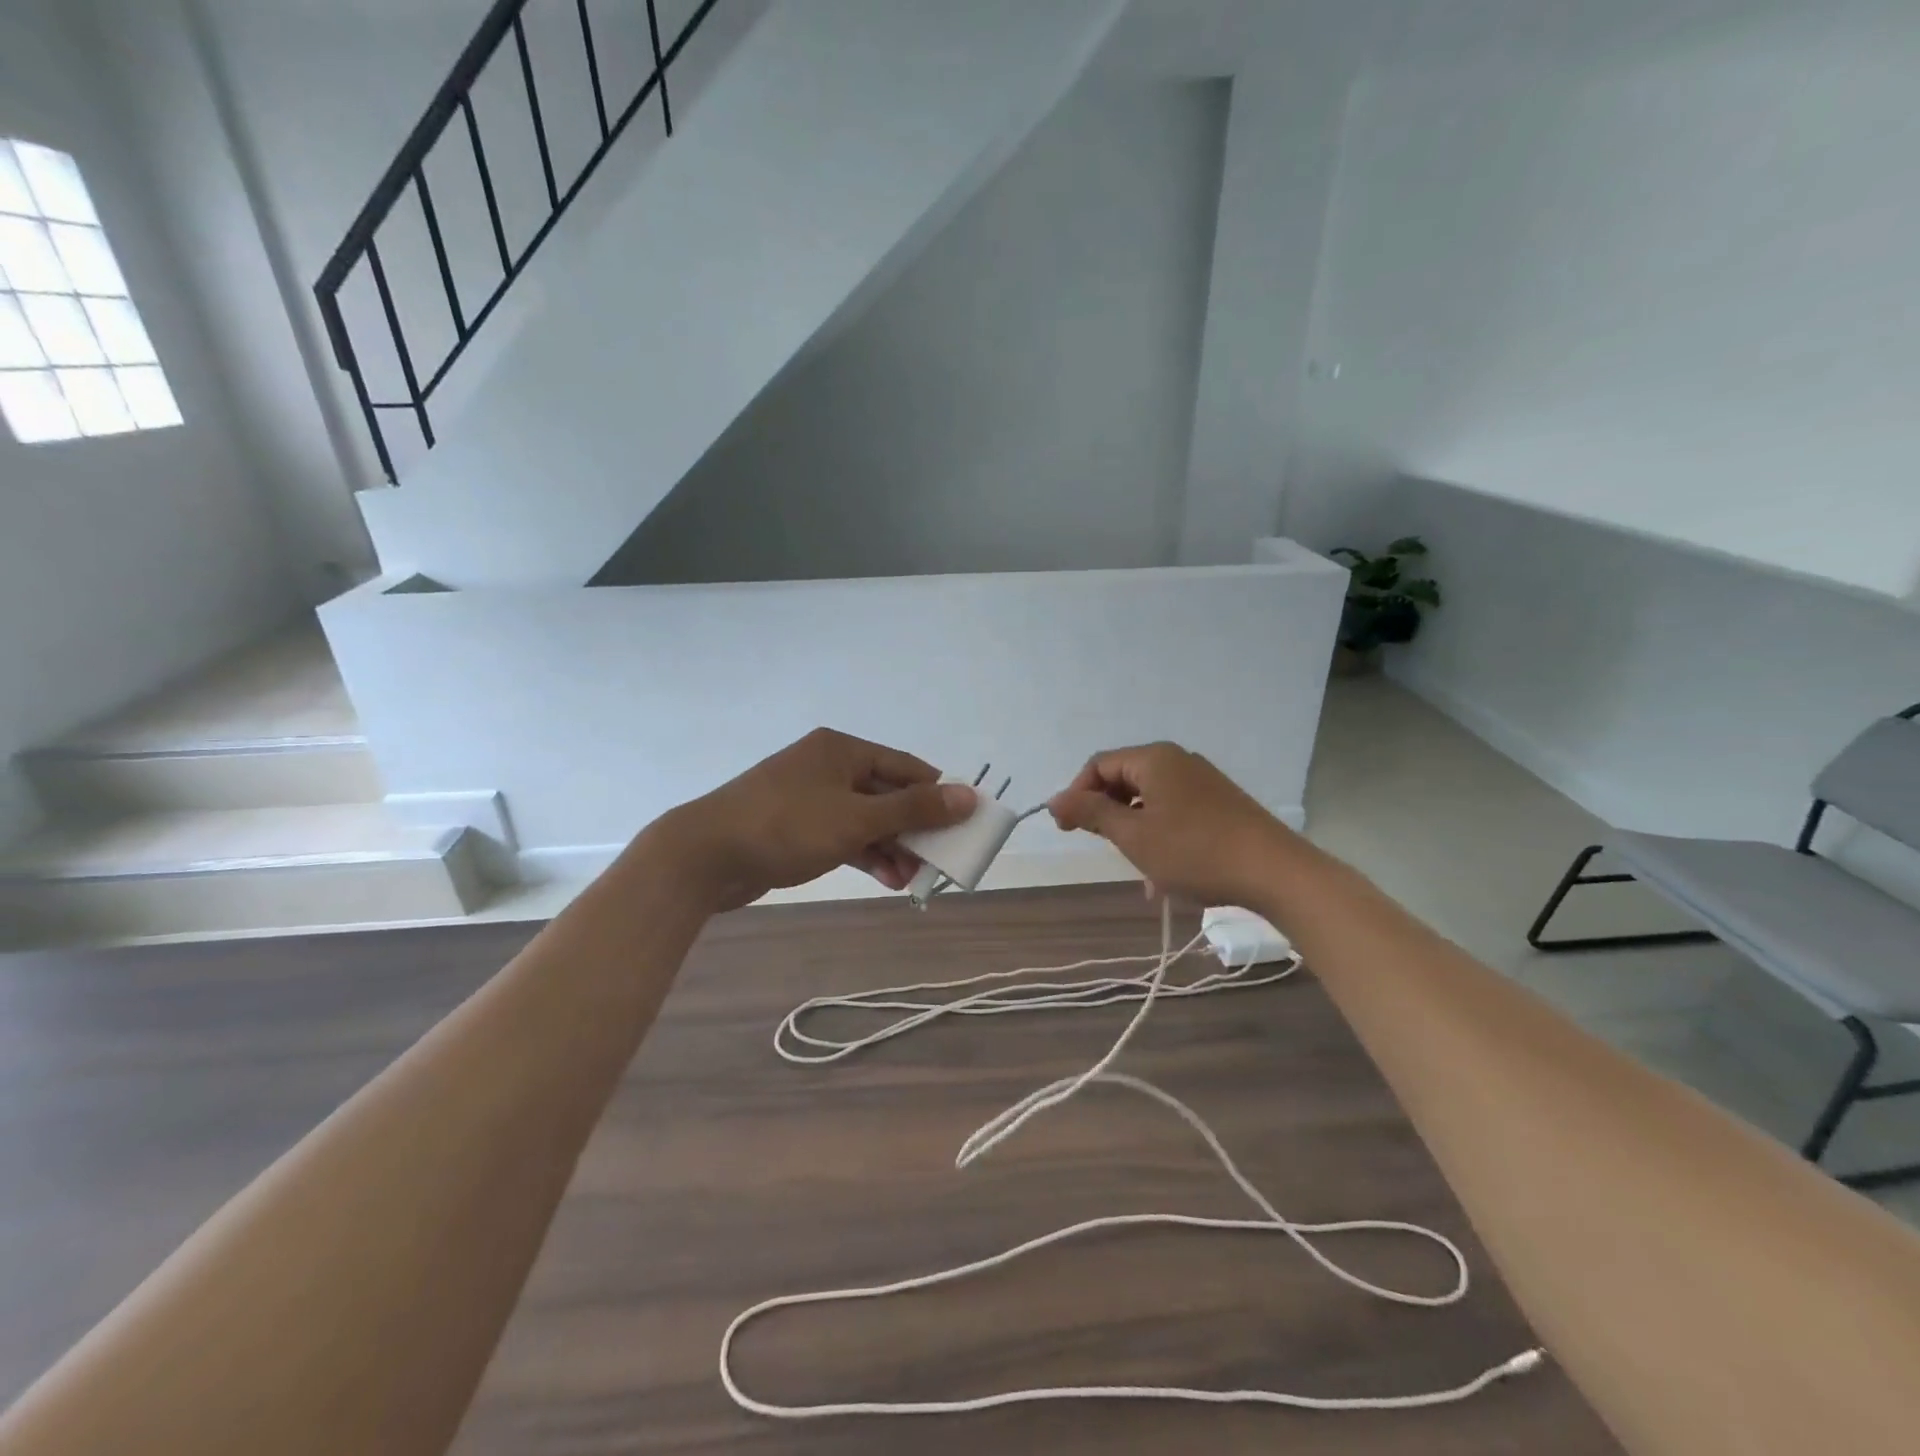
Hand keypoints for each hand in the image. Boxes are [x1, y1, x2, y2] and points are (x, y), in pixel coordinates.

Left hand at [649, 728, 976, 911]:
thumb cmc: (786, 826)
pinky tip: (887, 879)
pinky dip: (866, 854)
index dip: (938, 795)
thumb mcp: (856, 818)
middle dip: (914, 828)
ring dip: (892, 846)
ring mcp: (811, 798)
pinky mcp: (798, 827)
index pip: (907, 767)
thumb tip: (969, 796)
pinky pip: (844, 836)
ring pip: (867, 819)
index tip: (964, 825)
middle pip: (888, 794)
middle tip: (939, 860)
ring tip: (913, 879)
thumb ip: (914, 808)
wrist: (704, 856)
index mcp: (843, 750)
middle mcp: (829, 767)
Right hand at [1048, 742, 1291, 907]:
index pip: (1099, 765)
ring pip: (1150, 800)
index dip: (1077, 794)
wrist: (1276, 872)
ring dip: (1133, 830)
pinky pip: (1174, 811)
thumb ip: (1091, 813)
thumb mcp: (1134, 836)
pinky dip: (1159, 835)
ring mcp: (1202, 782)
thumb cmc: (1195, 852)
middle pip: (1124, 779)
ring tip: (1136, 870)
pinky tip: (1163, 874)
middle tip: (1100, 847)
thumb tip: (1055, 799)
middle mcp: (1178, 761)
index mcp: (1154, 759)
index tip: (1067, 829)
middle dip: (1106, 813)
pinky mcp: (1220, 803)